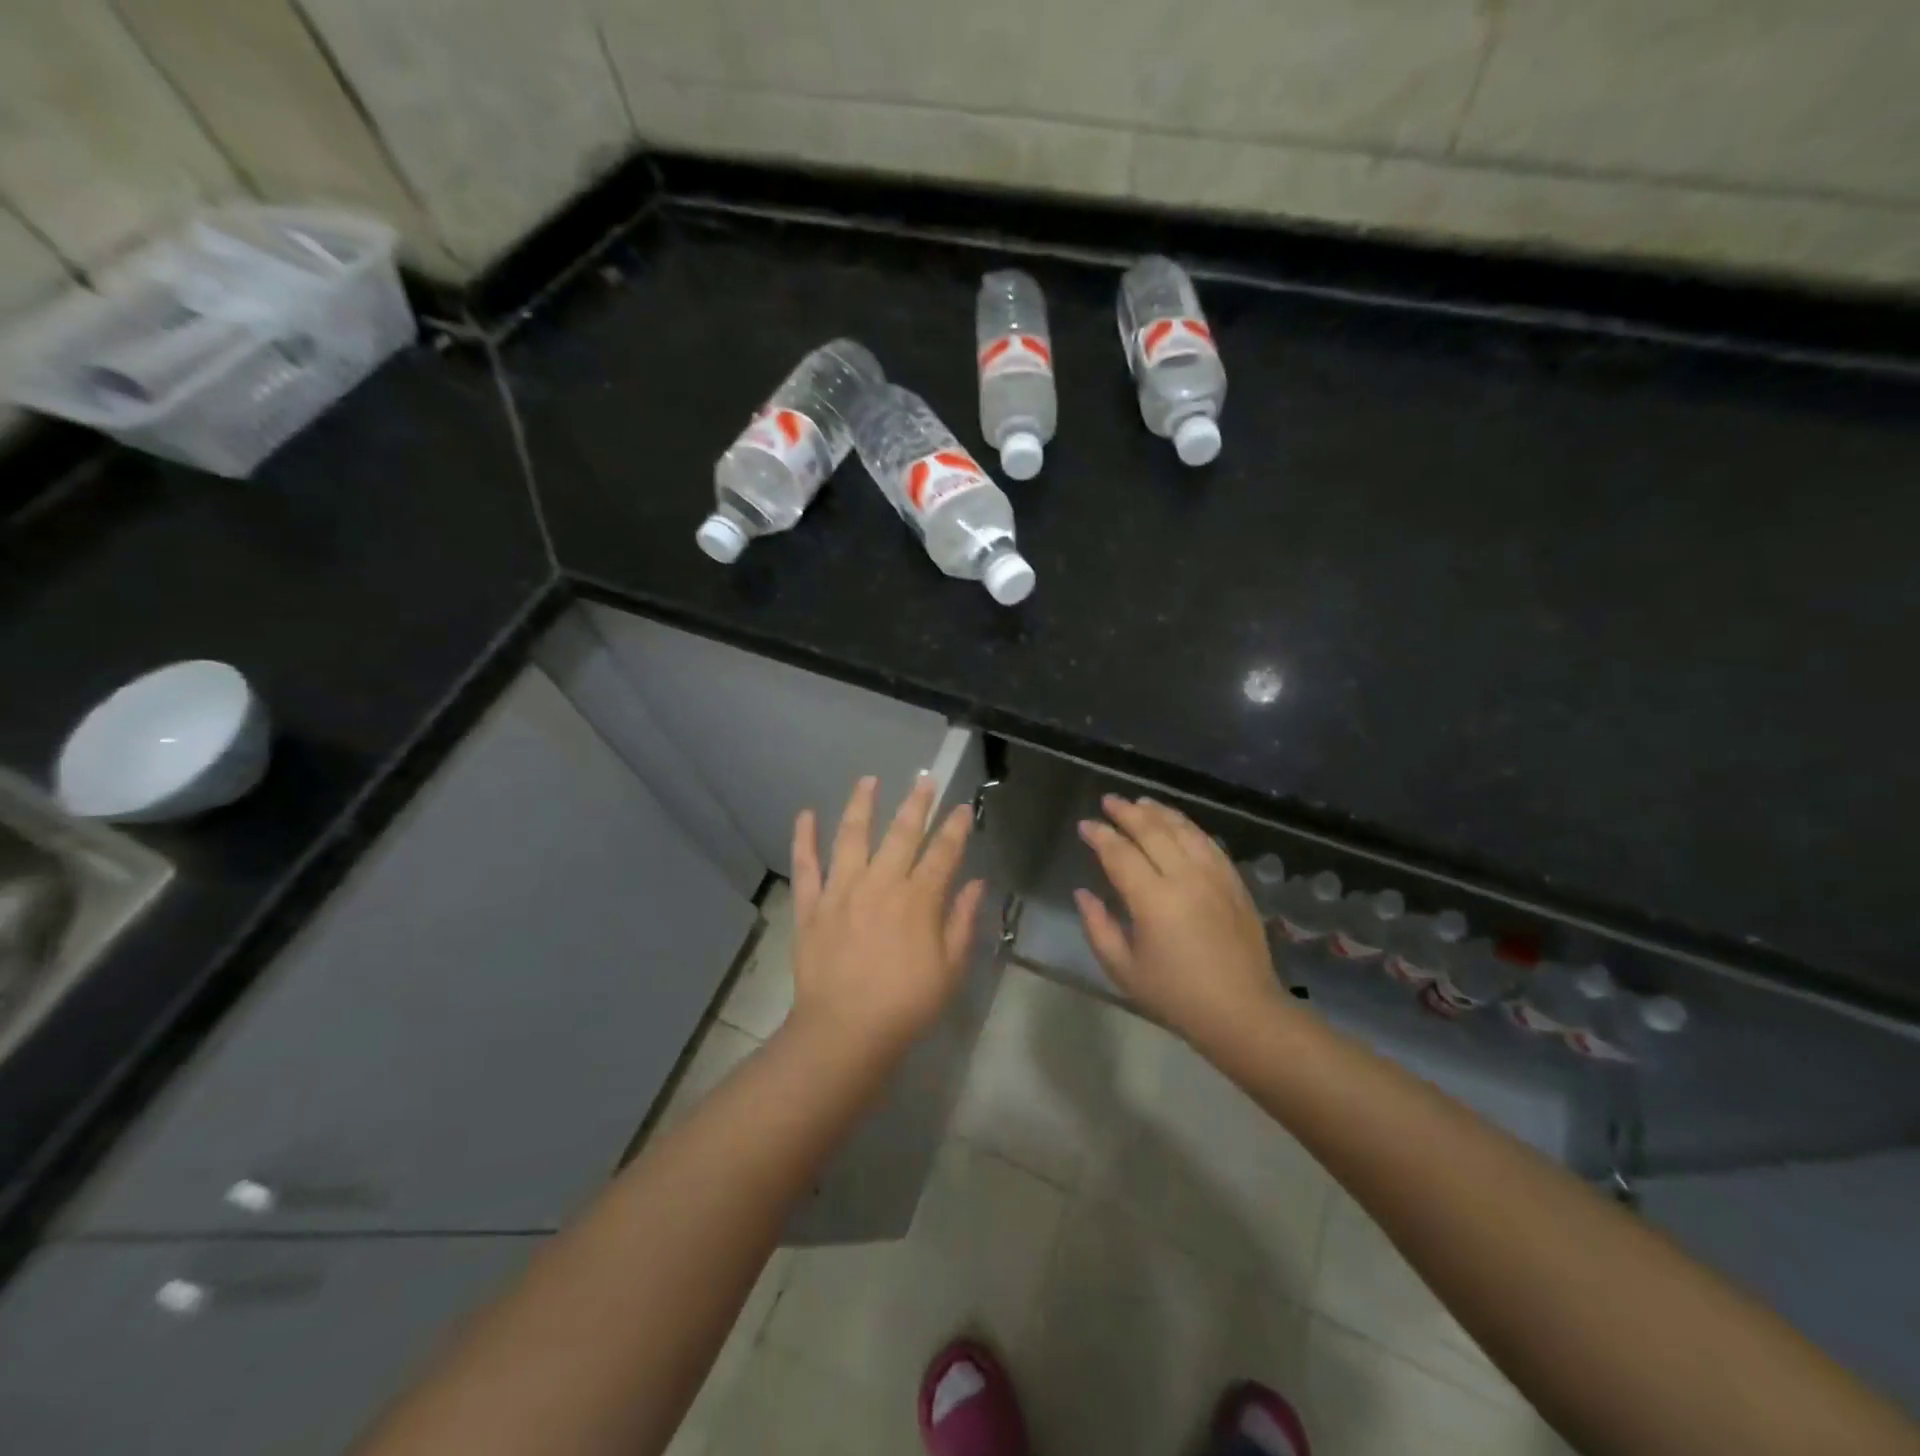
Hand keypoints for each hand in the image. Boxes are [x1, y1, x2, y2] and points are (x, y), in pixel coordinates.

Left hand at [788, 774, 985, 1054]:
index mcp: (917, 900)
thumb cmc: (906, 1004)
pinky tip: (805, 814)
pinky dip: (804, 839)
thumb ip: (962, 922)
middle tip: (925, 778)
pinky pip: (806, 866)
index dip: (955, 828)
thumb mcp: (950, 969)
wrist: (845, 1032)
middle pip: (901, 833)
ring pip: (851, 836)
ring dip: (861, 805)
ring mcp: (841, 891)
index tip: (963, 807)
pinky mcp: (811, 906)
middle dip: (916, 803)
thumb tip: (976, 884)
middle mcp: (880, 884)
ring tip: (868, 780)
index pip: (943, 853)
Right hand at [1075, 795, 1286, 1050]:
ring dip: (1159, 812)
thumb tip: (1083, 893)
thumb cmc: (1177, 996)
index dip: (1099, 835)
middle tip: (1109, 800)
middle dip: (1127, 812)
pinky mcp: (1235, 882)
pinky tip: (1178, 824)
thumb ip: (1098, 927)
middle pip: (1152, 831)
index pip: (1120, 854)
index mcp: (1153, 900)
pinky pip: (1208, 843)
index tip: (1085, 825)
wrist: (1243, 1012)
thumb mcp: (1124, 970)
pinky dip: (1188, 827)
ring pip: (1183, 830)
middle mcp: (1185, 878)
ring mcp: (1214, 876)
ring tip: (1140, 802)